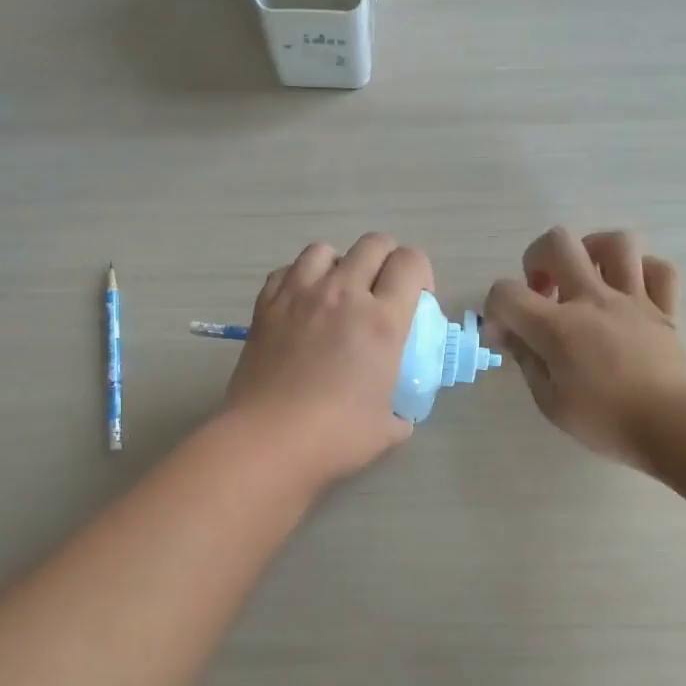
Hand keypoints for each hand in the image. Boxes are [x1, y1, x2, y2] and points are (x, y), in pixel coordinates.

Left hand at [225, 233, 432, 491]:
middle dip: (385, 261)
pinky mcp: (265, 306)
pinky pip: (286, 272)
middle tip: (381, 295)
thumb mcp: (388, 428)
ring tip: (336, 296)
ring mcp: (299, 295)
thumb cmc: (335, 437)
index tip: (416, 301)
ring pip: (325, 250)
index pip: (410, 262)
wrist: (269, 441)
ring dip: (339, 266)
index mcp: (383, 320)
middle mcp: (343, 294)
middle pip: (373, 244)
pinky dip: (298, 280)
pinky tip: (300, 307)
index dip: (420, 274)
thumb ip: (400, 410)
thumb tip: (398, 412)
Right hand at [483, 227, 685, 468]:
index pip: (506, 293)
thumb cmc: (604, 420)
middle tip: (542, 292)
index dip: (494, 309)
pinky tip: (627, 290)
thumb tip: (508, 333)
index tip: (503, 336)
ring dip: (591, 252)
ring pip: (615, 243)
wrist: (671, 423)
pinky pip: (658, 269)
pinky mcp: (664, 308)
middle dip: (537, 259)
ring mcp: (632, 299)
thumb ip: (526, 359)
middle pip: (557, 243)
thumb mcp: (549, 400)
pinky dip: (640, 272)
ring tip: (585, 278)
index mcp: (557, 326)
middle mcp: (592, 300)